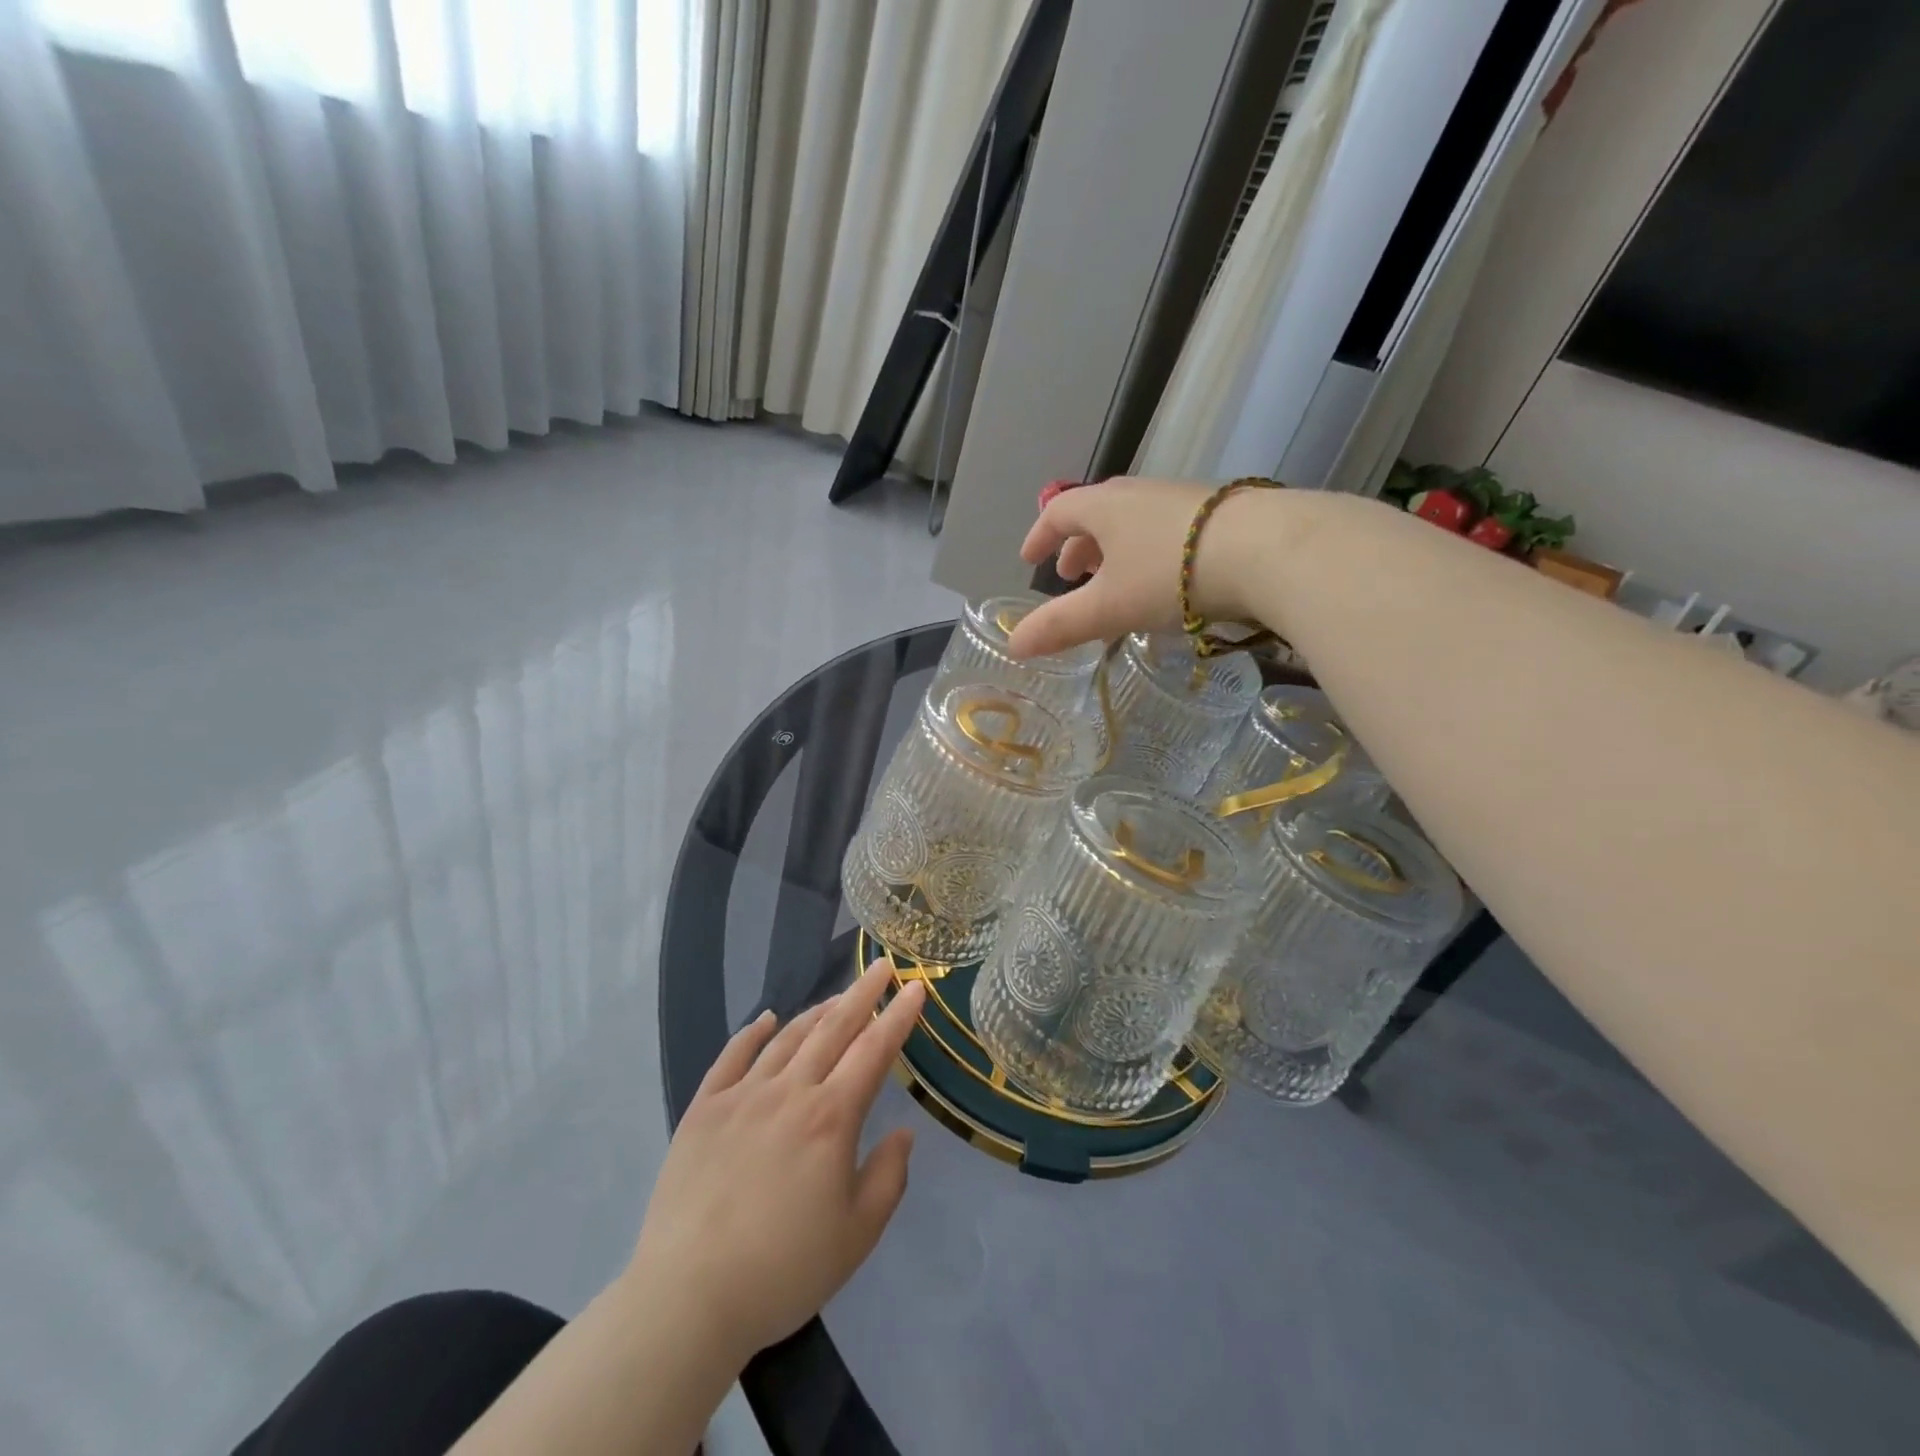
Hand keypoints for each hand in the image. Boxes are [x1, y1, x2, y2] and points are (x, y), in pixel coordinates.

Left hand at [627, 963, 926, 1365]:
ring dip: (817, 1011)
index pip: (874, 1050)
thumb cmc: (783, 1270)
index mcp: (831, 1117)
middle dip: (863, 994)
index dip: (899, 1016)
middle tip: (882, 966)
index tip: (917, 988)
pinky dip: (752, 1032)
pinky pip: (731, 1056)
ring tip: (838, 996)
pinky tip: (766, 1019)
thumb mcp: (857, 1235)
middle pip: (833, 1028)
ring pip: (788, 1037)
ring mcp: (742, 1095)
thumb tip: (903, 1132)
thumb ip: (888, 1176)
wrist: (688, 1297)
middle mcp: (790, 1091)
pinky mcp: (703, 1110)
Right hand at [1007, 478, 1246, 658]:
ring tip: (1116, 582)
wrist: (1266, 549)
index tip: (1029, 560)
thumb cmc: (1169, 574)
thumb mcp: (1107, 607)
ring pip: (1134, 523)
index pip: (1058, 513)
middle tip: (1071, 577)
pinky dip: (1148, 553)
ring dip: (1114, 551)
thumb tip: (1013, 647)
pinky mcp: (1218, 514)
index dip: (1039, 536)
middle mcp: (1139, 494)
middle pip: (1097, 515)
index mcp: (1104, 507)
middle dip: (1078, 547)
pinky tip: (1165, 581)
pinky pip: (1165, 531)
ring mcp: (1181, 500)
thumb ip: (1059, 626)